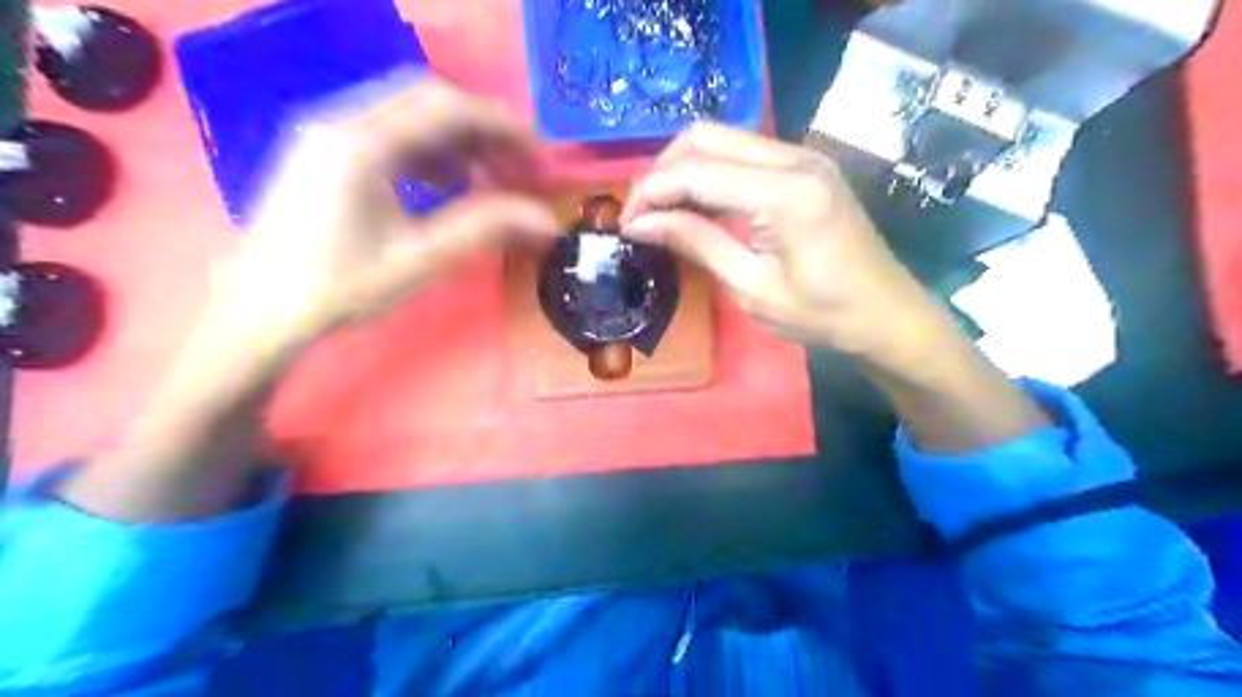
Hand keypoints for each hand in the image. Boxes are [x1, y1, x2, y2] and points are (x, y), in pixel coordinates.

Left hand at [215, 71, 555, 347]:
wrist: (258, 313)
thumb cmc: (338, 288)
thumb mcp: (419, 259)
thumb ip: (485, 229)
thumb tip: (547, 220)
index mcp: (361, 142)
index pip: (448, 107)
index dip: (504, 128)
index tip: (538, 159)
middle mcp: (340, 121)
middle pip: (428, 98)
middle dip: (482, 129)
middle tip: (515, 169)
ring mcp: (326, 133)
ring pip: (407, 113)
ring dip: (455, 140)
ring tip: (485, 182)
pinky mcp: (323, 152)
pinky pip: (387, 133)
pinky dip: (427, 151)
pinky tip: (443, 186)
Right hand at [628, 119, 951, 369]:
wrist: (886, 313)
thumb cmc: (822, 315)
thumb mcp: (751, 288)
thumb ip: (696, 243)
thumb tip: (640, 223)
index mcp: (785, 193)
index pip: (696, 172)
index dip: (651, 193)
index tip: (624, 224)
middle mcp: (794, 157)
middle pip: (705, 137)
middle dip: (661, 171)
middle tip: (641, 214)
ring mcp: (803, 155)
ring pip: (722, 137)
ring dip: (683, 167)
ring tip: (661, 210)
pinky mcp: (805, 164)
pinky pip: (743, 151)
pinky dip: (710, 170)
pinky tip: (697, 202)